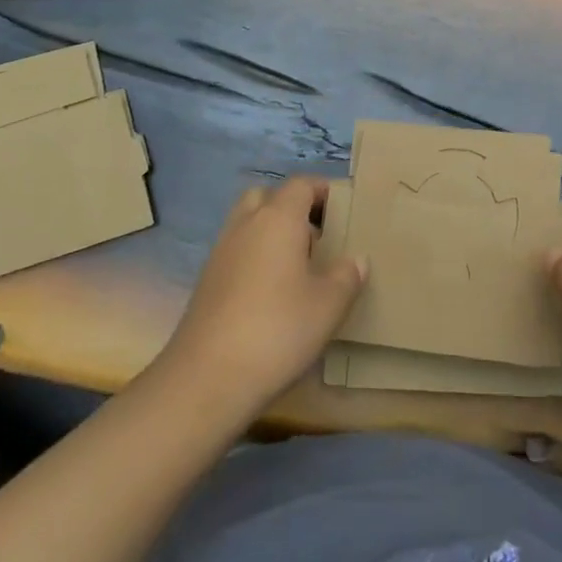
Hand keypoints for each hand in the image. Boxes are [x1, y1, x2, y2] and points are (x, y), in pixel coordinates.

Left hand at [159, 179, 364, 416]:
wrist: (207, 377)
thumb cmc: (278, 330)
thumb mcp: (329, 305)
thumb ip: (346, 276)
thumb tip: (355, 260)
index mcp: (278, 219)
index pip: (301, 185)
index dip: (323, 191)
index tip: (344, 209)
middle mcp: (245, 226)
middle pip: (267, 196)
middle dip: (292, 207)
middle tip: (318, 235)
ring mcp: (220, 253)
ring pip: (247, 223)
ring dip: (271, 232)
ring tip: (298, 265)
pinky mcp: (206, 281)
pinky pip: (236, 251)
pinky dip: (255, 257)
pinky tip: (272, 292)